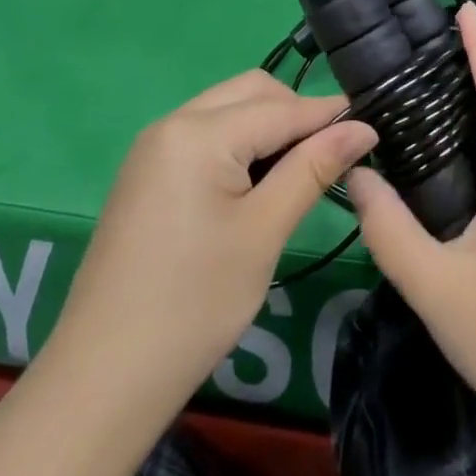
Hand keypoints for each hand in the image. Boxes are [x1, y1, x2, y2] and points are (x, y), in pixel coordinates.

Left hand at [50, 70, 375, 408]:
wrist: (101, 382)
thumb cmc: (193, 305)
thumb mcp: (264, 232)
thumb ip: (313, 168)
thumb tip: (363, 127)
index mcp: (198, 132)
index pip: (282, 108)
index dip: (330, 115)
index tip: (374, 125)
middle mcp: (172, 124)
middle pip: (252, 93)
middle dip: (296, 113)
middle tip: (333, 155)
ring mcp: (154, 149)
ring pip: (229, 110)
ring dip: (268, 128)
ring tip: (301, 170)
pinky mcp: (147, 175)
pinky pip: (206, 135)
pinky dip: (240, 145)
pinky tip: (258, 183)